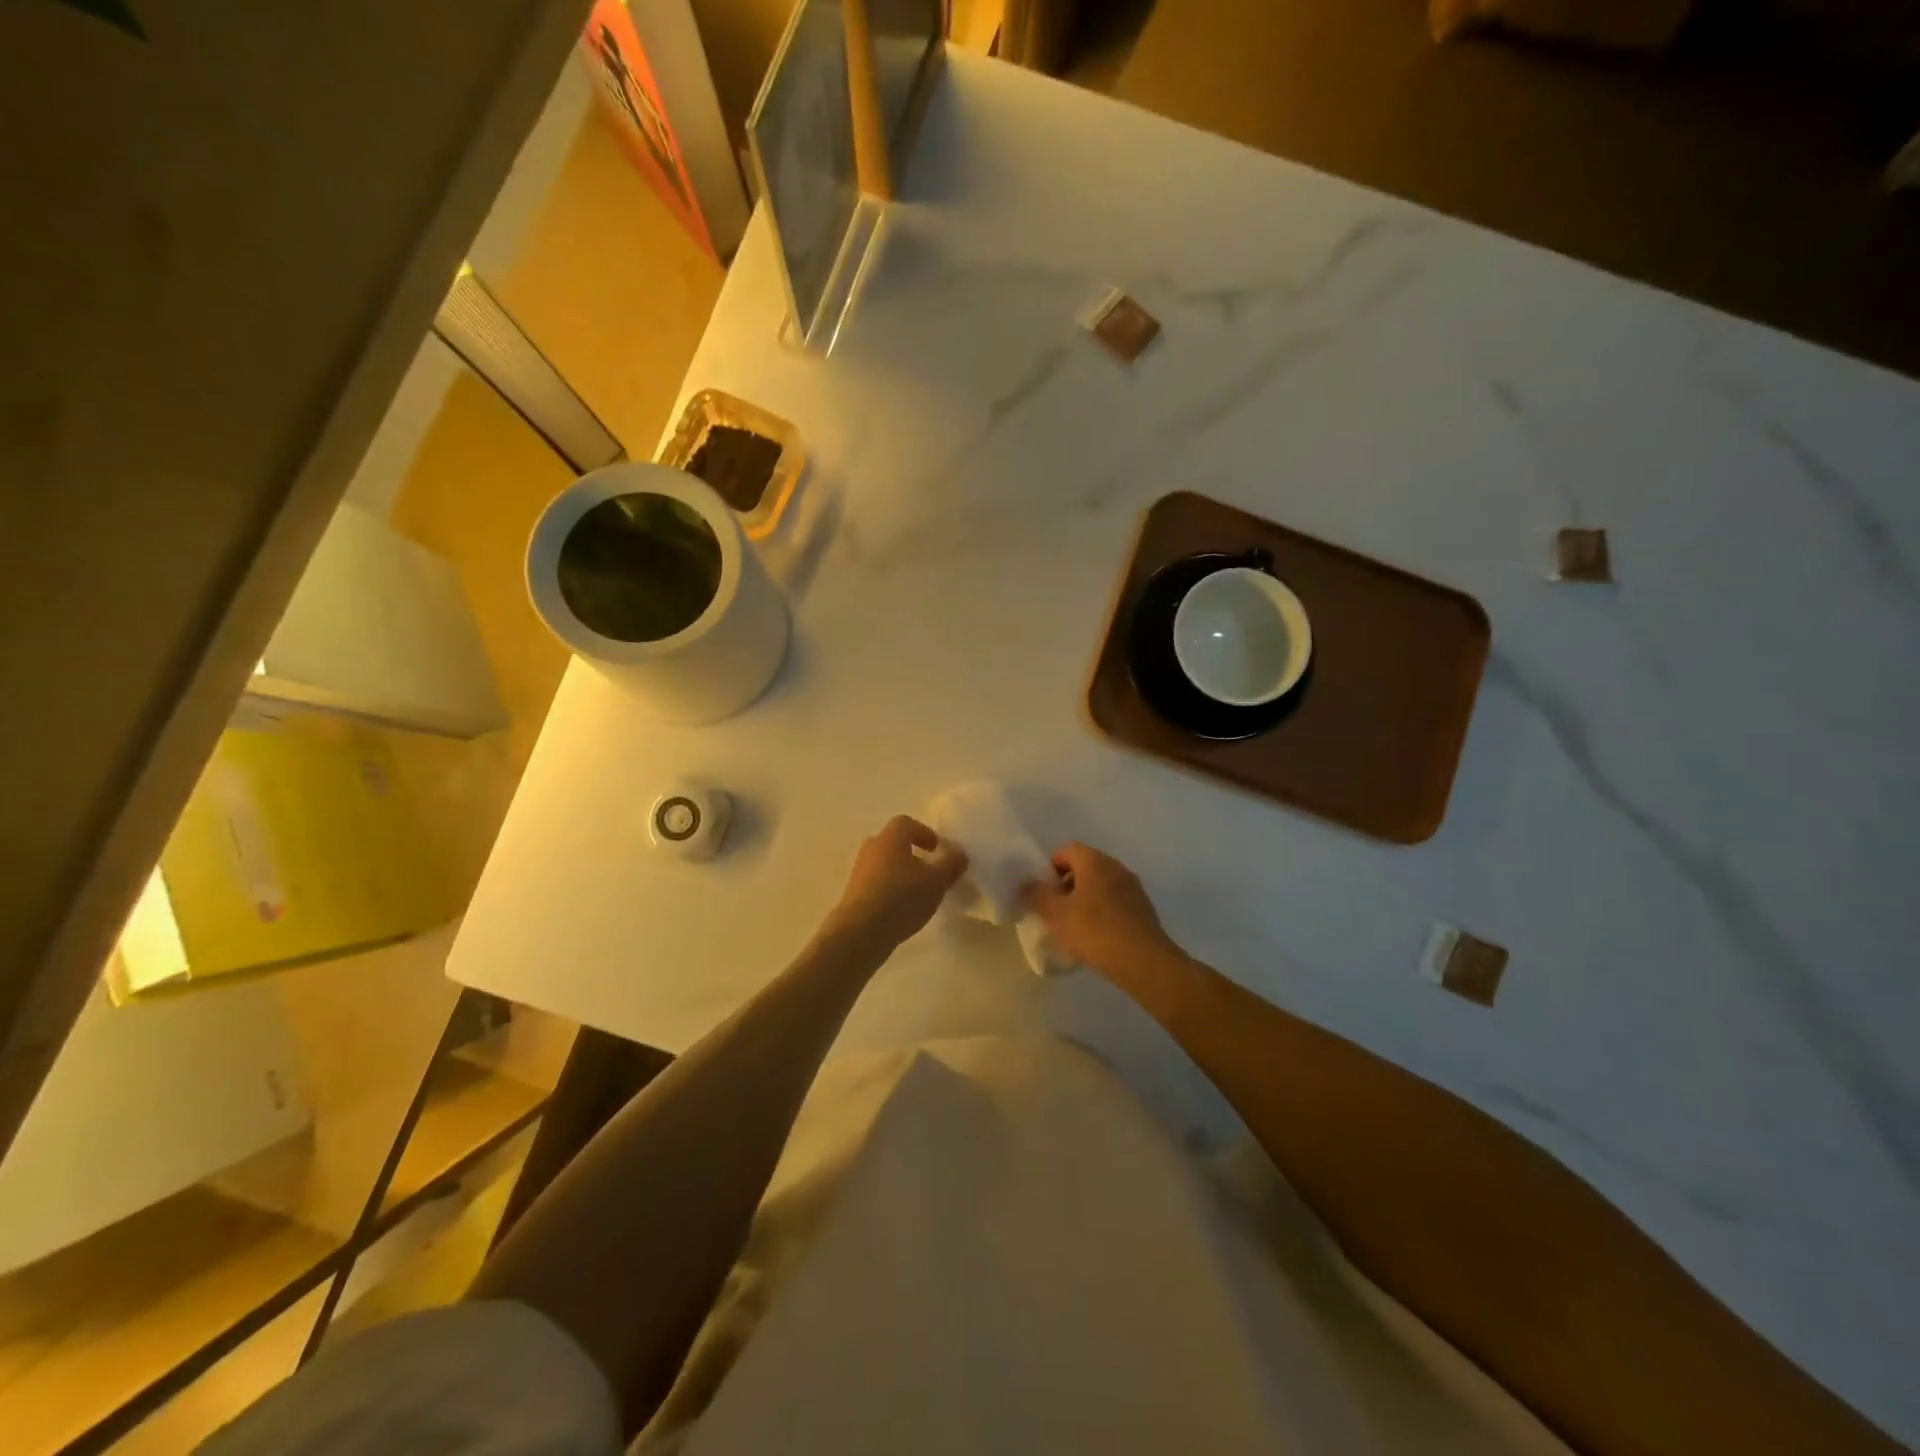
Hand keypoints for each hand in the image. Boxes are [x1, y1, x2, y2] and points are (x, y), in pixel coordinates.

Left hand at [825, 816, 967, 952]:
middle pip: (893, 843)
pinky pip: (876, 884)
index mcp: (891, 838)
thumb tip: (959, 853)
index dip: (924, 833)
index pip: (907, 823)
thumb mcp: (937, 881)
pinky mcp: (853, 894)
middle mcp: (872, 848)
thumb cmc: (902, 897)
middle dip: (912, 854)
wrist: (861, 932)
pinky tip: (902, 909)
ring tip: (918, 893)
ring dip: (901, 873)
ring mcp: (859, 871)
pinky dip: (890, 890)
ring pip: (884, 864)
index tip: (937, 849)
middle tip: (929, 871)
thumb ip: (951, 864)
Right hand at [1023, 842, 1185, 988]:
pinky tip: (1096, 935)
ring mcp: (1133, 887)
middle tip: (1054, 909)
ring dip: (1085, 898)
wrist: (1143, 961)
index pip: (1066, 851)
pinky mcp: (1143, 908)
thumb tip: (1025, 884)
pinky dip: (1102, 911)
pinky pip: (1115, 901)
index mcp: (1094, 861)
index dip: (1050, 868)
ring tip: (1074, 925)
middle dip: (1066, 884)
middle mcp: (1116, 866)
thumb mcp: (1056, 914)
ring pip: (1101, 885)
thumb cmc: (1094, 930)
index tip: (1042, 892)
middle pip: (1085, 866)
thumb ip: (1036, 895)